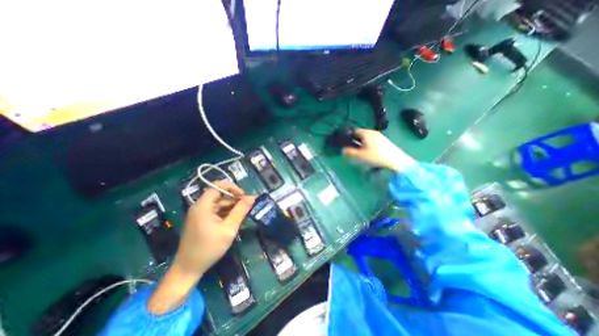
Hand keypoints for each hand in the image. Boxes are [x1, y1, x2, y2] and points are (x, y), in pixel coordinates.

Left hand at [173, 181, 256, 278]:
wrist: (188, 270)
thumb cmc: (209, 248)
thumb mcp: (229, 228)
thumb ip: (241, 211)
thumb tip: (252, 197)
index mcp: (203, 206)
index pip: (217, 186)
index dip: (232, 188)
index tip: (243, 196)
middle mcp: (199, 207)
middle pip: (219, 195)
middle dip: (234, 199)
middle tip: (248, 207)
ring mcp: (200, 214)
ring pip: (219, 204)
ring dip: (232, 207)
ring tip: (243, 215)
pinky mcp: (201, 221)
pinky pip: (216, 212)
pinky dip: (226, 213)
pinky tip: (234, 220)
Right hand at [344, 127, 414, 171]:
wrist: (396, 160)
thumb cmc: (376, 156)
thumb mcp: (360, 156)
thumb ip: (350, 152)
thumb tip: (343, 150)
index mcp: (366, 133)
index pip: (354, 131)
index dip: (348, 136)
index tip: (345, 142)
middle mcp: (373, 132)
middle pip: (360, 134)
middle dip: (355, 140)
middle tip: (351, 148)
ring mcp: (380, 136)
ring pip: (367, 137)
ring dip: (362, 142)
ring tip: (359, 151)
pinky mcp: (384, 141)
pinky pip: (372, 140)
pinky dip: (368, 144)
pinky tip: (369, 151)